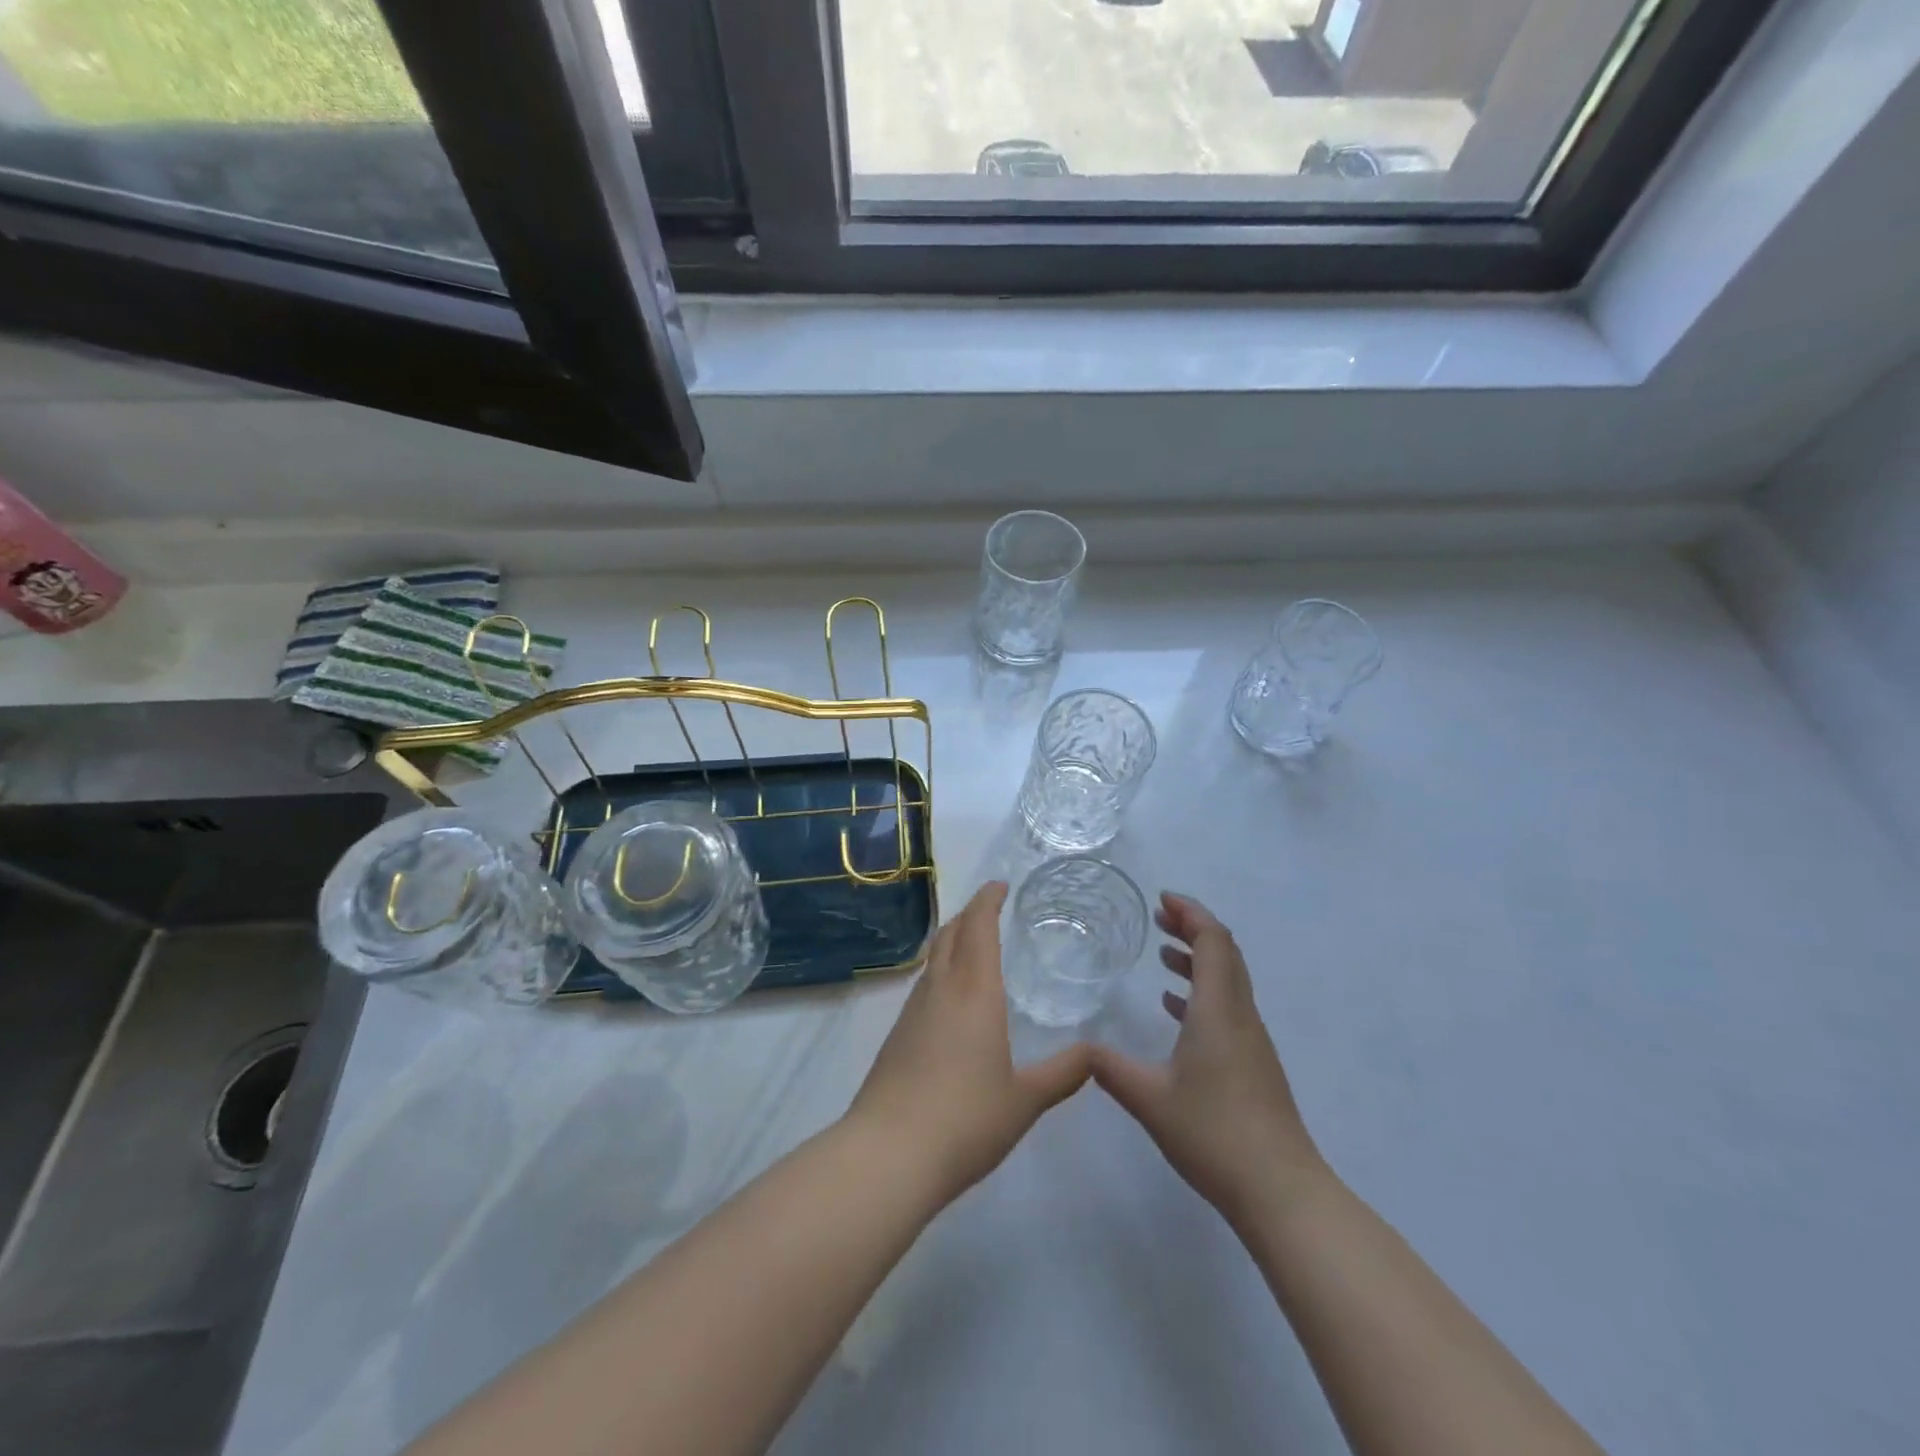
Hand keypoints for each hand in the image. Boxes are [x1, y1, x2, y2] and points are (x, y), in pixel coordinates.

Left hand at [847, 881, 1091, 1204]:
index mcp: (974, 992)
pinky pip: (923, 984)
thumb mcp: (1025, 1100)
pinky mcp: (896, 1035)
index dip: (988, 900)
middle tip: (990, 907)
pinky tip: (951, 997)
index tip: (1000, 885)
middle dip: (969, 913)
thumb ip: (1063, 1074)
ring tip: (973, 944)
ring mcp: (912, 1011)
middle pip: (950, 934)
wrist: (888, 1154)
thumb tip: (1096, 1054)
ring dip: (952, 939)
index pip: (978, 928)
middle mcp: (940, 990)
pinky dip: (940, 970)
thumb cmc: (965, 1120)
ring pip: (933, 958)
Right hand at [1091, 892, 1325, 1225]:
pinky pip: (1228, 1007)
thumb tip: (1080, 1050)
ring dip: (1199, 960)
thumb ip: (1110, 1070)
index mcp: (1218, 1011)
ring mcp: (1252, 1041)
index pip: (1213, 941)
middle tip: (1159, 918)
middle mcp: (1240, 1016)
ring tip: (1163, 956)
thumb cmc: (1214, 1134)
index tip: (1162, 899)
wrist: (1281, 1191)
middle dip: (1194, 928)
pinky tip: (1176, 1008)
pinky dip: (1203, 992)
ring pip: (1228, 981)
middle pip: (1225, 954)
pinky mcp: (1254, 1064)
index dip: (1191, 913)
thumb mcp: (1150, 1100)